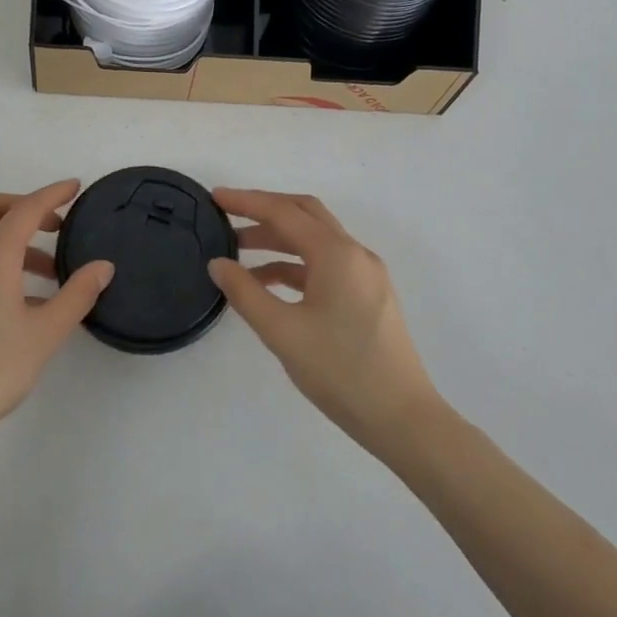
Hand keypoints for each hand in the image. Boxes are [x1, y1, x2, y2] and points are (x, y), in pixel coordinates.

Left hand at [0, 180, 113, 452]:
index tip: (76, 187)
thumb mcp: (45, 333)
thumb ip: (77, 294)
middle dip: (23, 206)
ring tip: (49, 271)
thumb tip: (103, 266)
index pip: (26, 209)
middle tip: (55, 225)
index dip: (53, 194)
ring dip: (12, 237)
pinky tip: (23, 297)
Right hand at [210, 189, 441, 458]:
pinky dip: (295, 265)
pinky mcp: (368, 296)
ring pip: (315, 240)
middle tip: (227, 216)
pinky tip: (269, 284)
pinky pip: (326, 265)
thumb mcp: (282, 332)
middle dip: (264, 211)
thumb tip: (218, 264)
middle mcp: (355, 254)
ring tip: (239, 254)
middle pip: (304, 214)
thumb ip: (246, 293)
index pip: (284, 212)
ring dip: (278, 240)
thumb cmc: (340, 371)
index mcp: (336, 254)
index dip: (246, 201)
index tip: (214, 198)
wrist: (402, 419)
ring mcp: (366, 275)